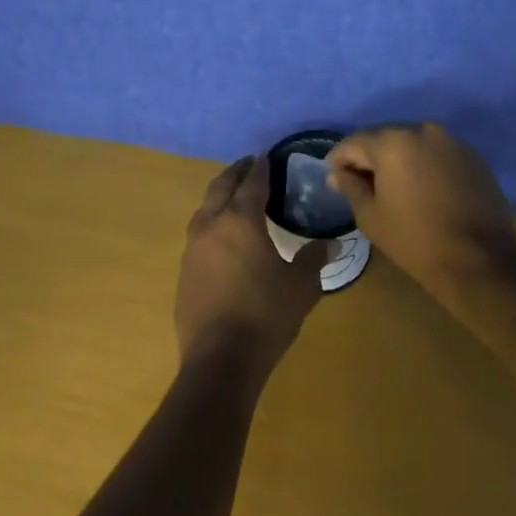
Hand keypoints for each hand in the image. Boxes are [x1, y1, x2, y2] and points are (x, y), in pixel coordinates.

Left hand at [175, 155, 327, 386]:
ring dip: (219, 196)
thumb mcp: (301, 286)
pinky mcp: (183, 272)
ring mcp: (192, 249)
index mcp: (241, 220)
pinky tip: (222, 237)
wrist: (219, 359)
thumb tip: (332, 243)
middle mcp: (212, 225)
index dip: (261, 168)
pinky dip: (211, 223)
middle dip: (235, 173)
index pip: (252, 183)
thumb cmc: (265, 315)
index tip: (267, 156)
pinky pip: (198, 235)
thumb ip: (314, 259)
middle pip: (221, 187)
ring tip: (234, 196)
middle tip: (249, 164)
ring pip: (204, 209)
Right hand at [325, 122, 515, 288]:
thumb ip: (351, 187)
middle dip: (369, 156)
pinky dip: (424, 164)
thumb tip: (337, 174)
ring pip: (413, 143)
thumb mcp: (371, 216)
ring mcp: (452, 141)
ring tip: (391, 185)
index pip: (355, 142)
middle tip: (359, 181)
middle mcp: (423, 130)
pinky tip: (421, 187)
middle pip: (385, 138)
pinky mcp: (472, 156)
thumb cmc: (415, 240)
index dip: (339, 158)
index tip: (333, 175)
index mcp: (392, 142)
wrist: (479, 260)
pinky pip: (437, 153)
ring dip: (398, 159)